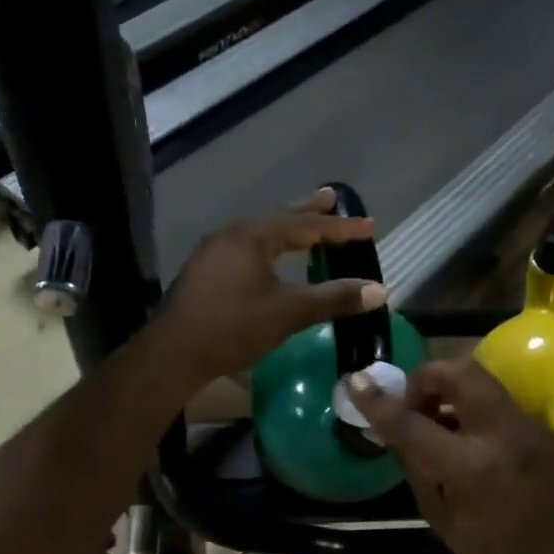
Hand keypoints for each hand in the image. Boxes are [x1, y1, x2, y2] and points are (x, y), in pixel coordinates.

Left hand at [155, 189, 386, 384]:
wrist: (173, 354)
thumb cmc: (233, 327)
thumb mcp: (289, 312)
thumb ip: (334, 298)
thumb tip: (380, 290)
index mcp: (253, 235)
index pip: (306, 225)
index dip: (341, 228)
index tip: (370, 226)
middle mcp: (232, 234)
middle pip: (279, 218)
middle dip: (308, 212)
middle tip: (332, 199)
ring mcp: (214, 252)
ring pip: (260, 233)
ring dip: (286, 229)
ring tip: (306, 228)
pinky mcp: (205, 271)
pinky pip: (246, 248)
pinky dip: (269, 247)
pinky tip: (271, 259)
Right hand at [347, 357, 553, 553]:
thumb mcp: (437, 512)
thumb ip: (412, 459)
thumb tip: (388, 422)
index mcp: (472, 467)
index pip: (413, 421)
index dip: (378, 401)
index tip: (355, 383)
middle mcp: (502, 434)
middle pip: (457, 371)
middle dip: (424, 378)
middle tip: (410, 406)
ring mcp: (526, 426)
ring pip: (479, 377)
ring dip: (447, 387)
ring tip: (433, 418)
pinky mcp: (537, 428)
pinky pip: (494, 397)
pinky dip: (468, 402)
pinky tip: (459, 432)